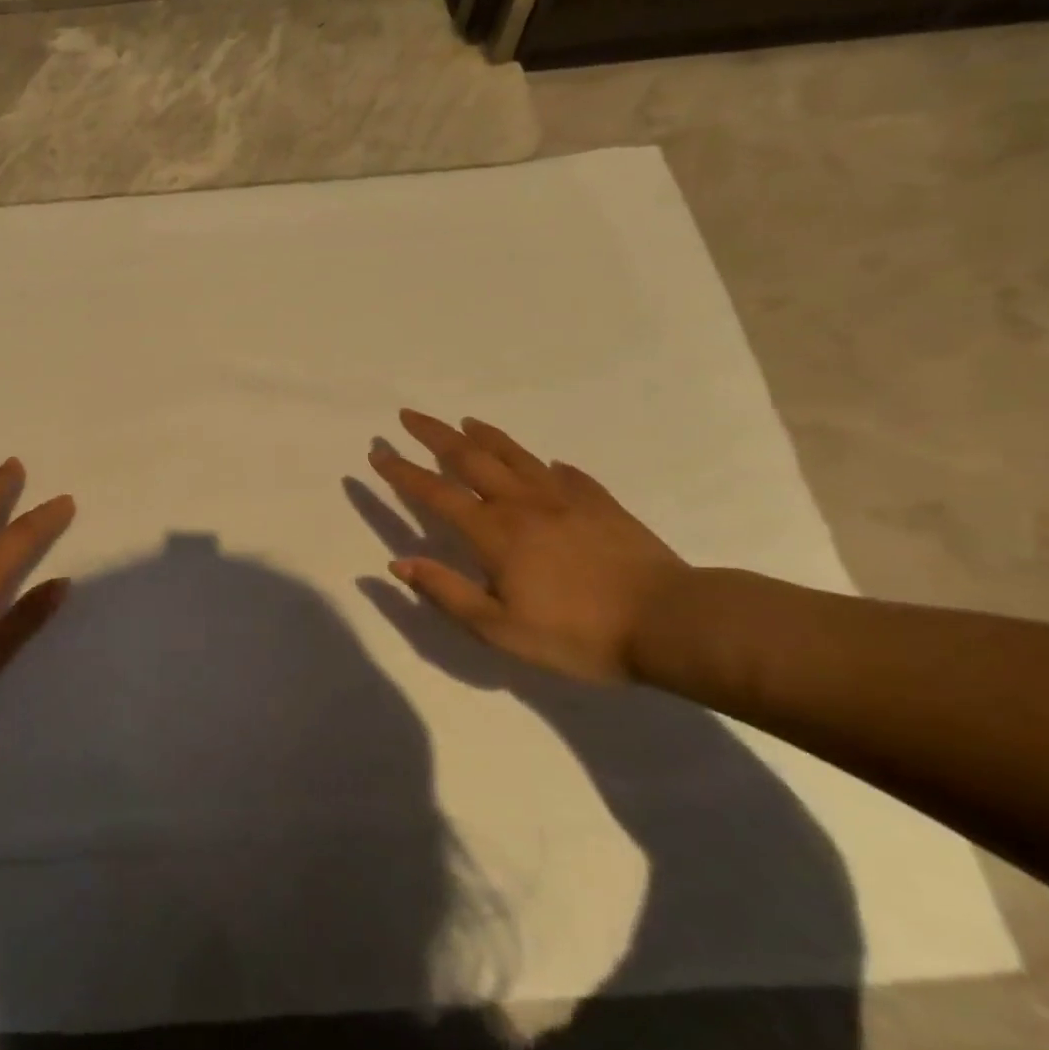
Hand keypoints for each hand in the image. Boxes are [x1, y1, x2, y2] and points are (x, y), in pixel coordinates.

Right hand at [368, 410, 687, 682]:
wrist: (671, 623)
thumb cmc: (577, 634)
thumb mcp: (500, 628)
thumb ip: (446, 592)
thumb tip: (397, 564)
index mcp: (493, 533)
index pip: (435, 493)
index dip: (402, 472)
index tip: (377, 452)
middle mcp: (522, 504)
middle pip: (469, 459)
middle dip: (434, 435)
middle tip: (408, 415)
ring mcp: (565, 499)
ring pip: (516, 456)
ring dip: (485, 436)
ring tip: (465, 421)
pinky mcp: (601, 505)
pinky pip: (568, 475)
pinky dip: (548, 466)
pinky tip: (547, 464)